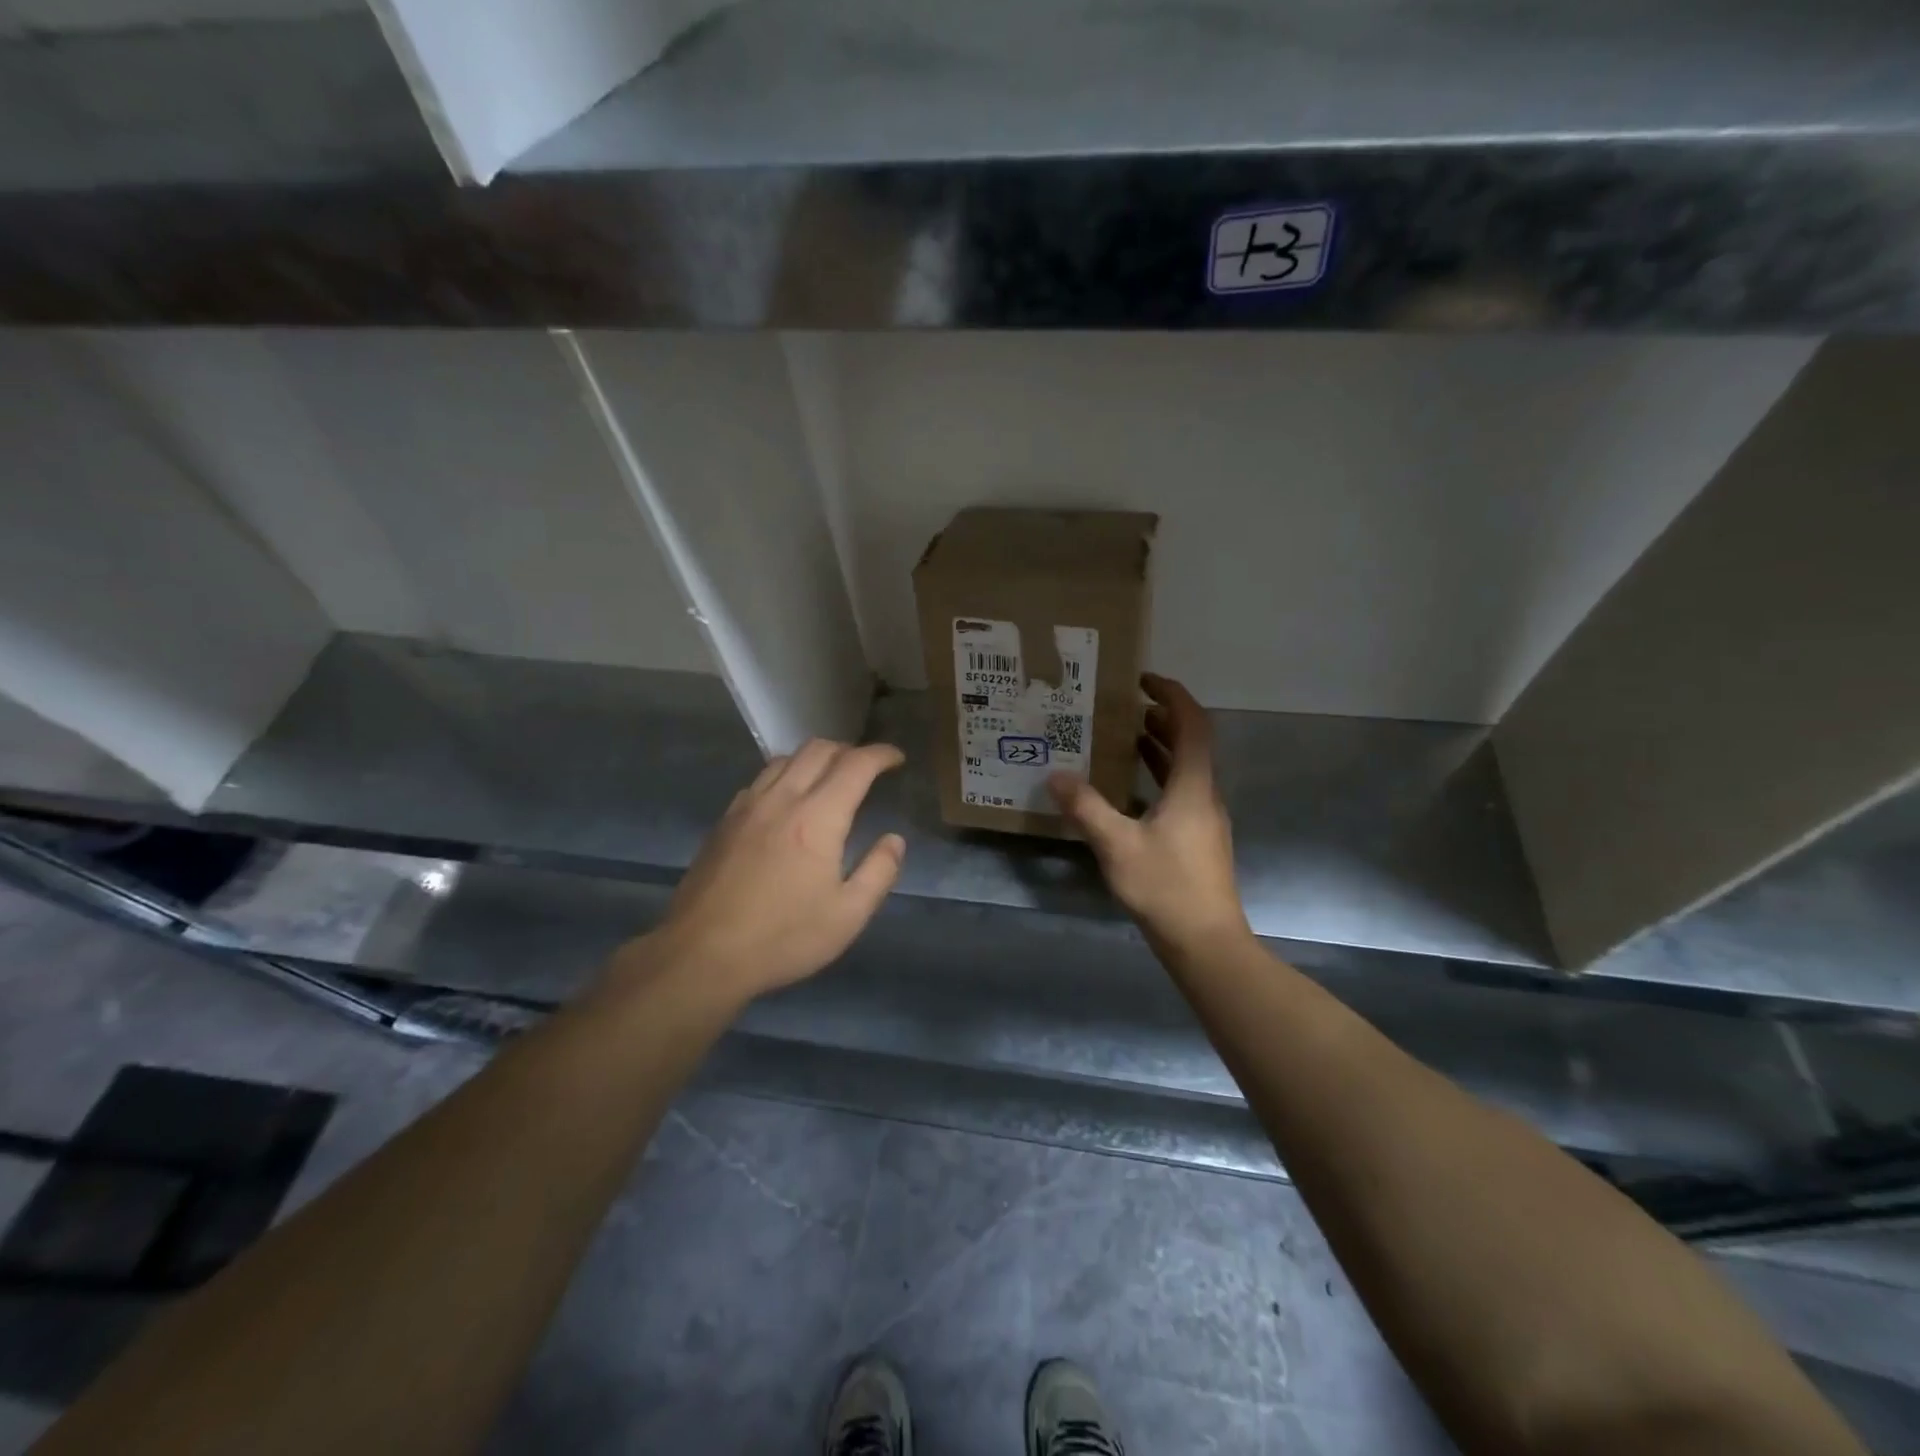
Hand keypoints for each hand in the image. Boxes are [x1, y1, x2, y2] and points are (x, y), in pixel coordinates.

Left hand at [628, 740, 906, 1002]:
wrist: (701, 954)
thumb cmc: (783, 937)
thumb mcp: (848, 915)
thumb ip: (879, 872)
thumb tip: (894, 840)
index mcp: (818, 818)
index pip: (855, 765)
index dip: (881, 755)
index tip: (897, 759)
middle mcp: (782, 799)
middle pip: (818, 750)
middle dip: (849, 749)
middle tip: (867, 767)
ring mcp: (747, 806)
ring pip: (785, 759)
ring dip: (814, 758)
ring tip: (829, 777)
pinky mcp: (725, 821)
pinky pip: (760, 779)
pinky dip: (784, 774)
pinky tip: (787, 800)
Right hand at [1048, 674, 1249, 959]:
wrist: (1205, 941)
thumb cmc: (1166, 887)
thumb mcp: (1117, 845)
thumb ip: (1086, 807)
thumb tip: (1056, 775)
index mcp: (1193, 786)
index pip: (1192, 724)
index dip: (1172, 695)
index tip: (1143, 680)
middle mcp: (1204, 795)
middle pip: (1191, 743)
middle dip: (1162, 718)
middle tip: (1126, 707)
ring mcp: (1204, 819)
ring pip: (1185, 769)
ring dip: (1160, 747)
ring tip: (1125, 736)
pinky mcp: (1197, 839)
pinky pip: (1179, 792)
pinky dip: (1158, 777)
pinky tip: (1129, 790)